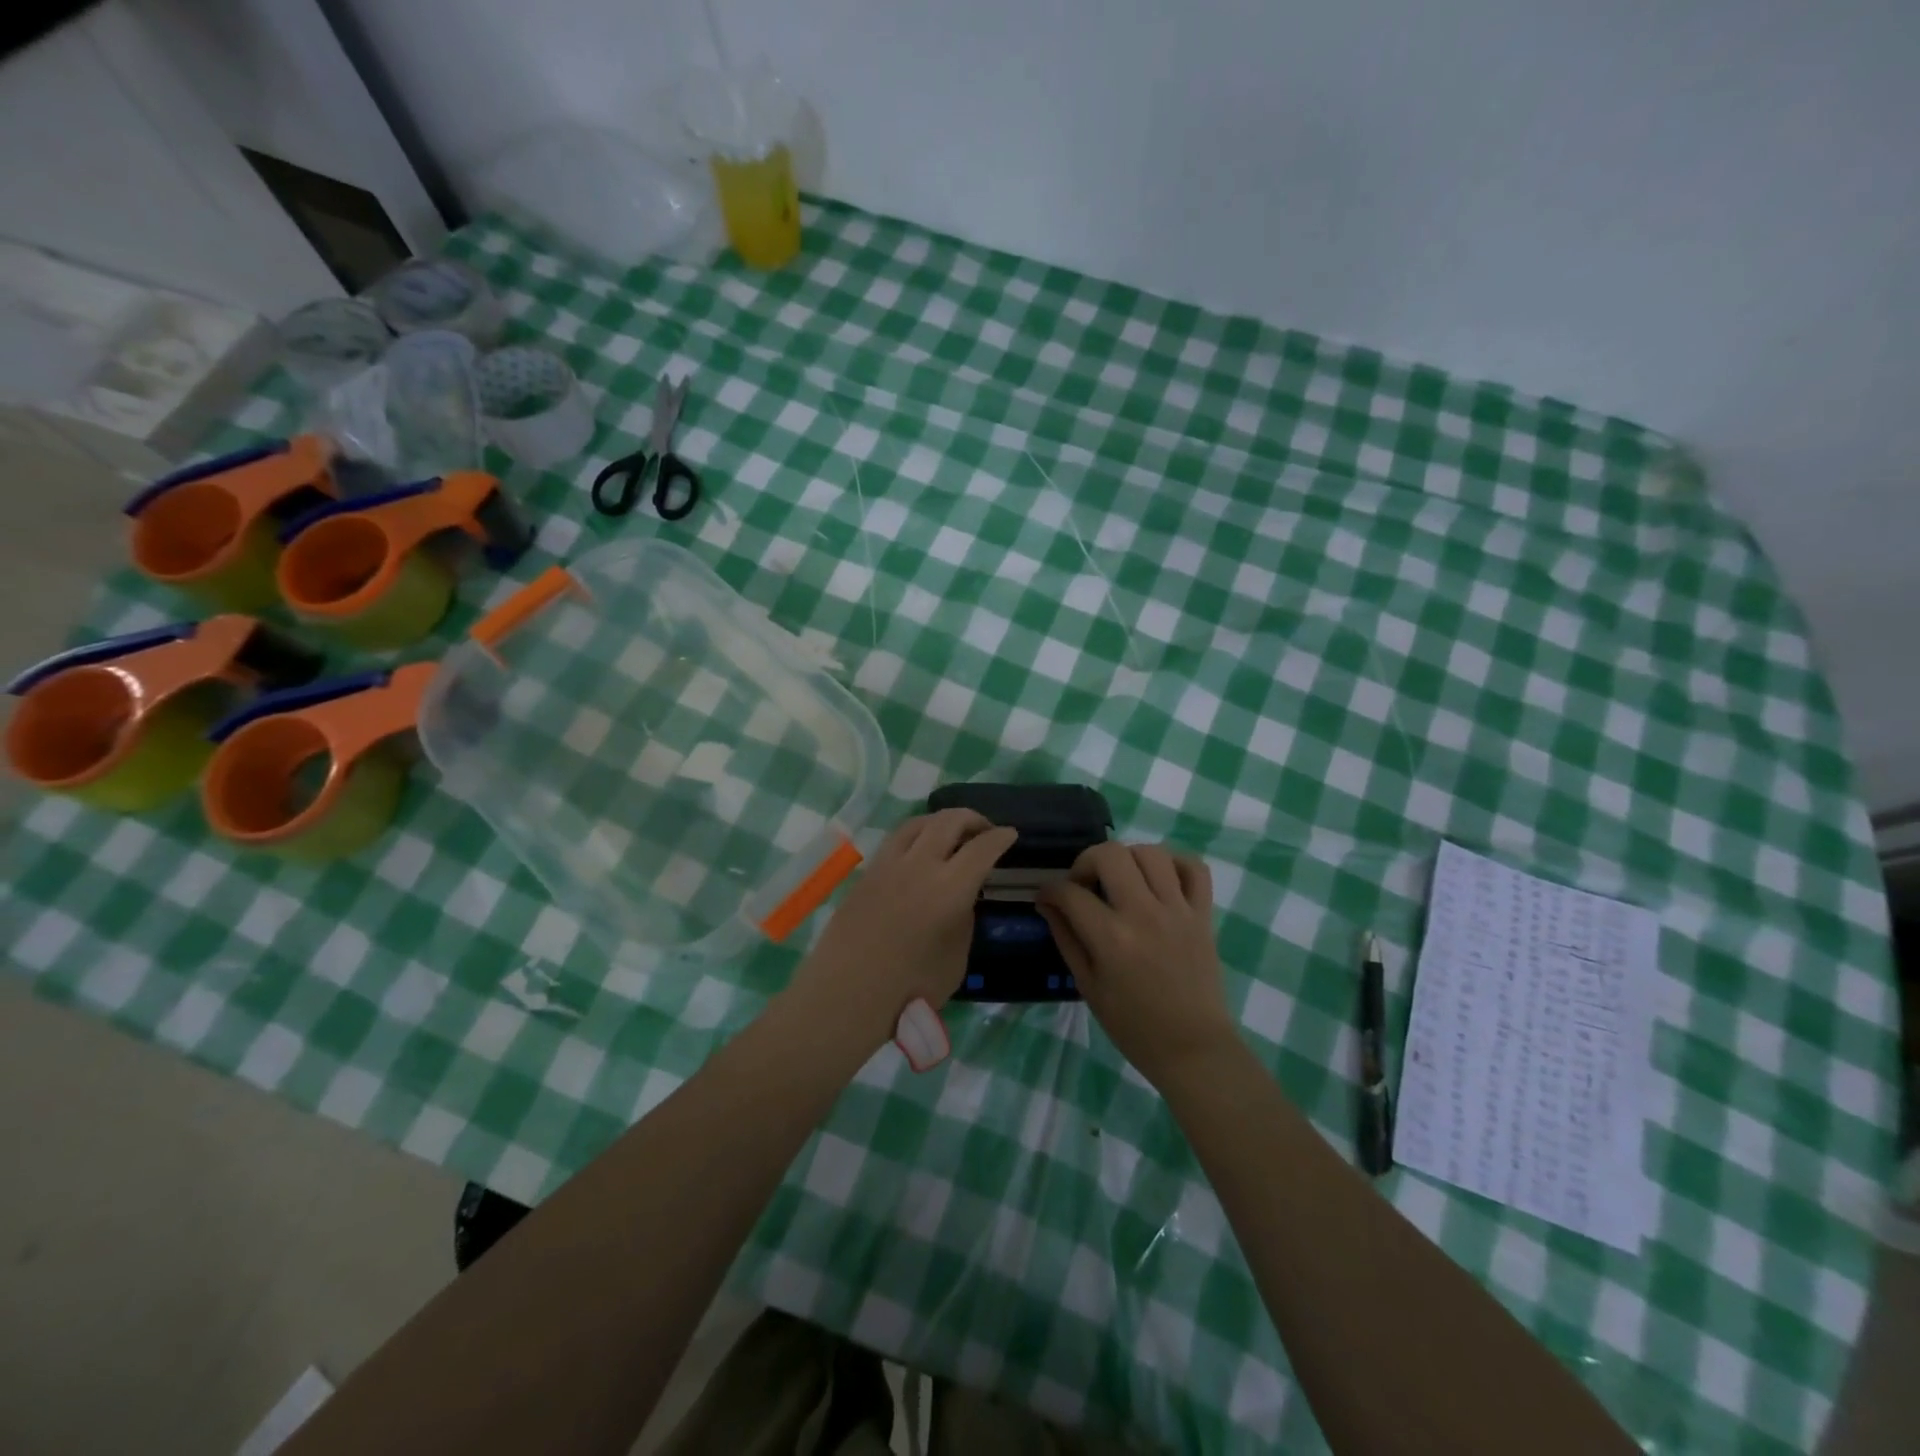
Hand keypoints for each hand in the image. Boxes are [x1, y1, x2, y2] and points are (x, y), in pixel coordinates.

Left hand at [788, 810, 1016, 1049]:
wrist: (846, 994)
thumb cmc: (910, 988)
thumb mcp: (956, 959)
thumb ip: (964, 920)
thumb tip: (961, 899)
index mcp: (950, 887)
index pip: (982, 848)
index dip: (1000, 837)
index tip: (1010, 834)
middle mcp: (920, 864)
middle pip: (949, 821)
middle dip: (973, 819)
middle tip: (984, 830)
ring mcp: (888, 864)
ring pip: (918, 823)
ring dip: (941, 821)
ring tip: (950, 833)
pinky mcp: (867, 873)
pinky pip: (896, 840)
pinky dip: (916, 835)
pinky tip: (919, 851)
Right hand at [1036, 842, 1236, 1086]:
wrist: (1193, 1048)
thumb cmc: (1134, 1026)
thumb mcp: (1088, 986)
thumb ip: (1066, 938)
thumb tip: (1047, 903)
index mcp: (1112, 938)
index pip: (1070, 893)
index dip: (1050, 890)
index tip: (1047, 897)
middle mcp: (1144, 914)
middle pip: (1110, 854)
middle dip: (1086, 861)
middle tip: (1085, 884)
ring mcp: (1178, 910)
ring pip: (1152, 852)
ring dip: (1129, 858)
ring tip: (1122, 880)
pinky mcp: (1203, 914)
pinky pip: (1194, 868)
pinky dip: (1175, 864)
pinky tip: (1160, 880)